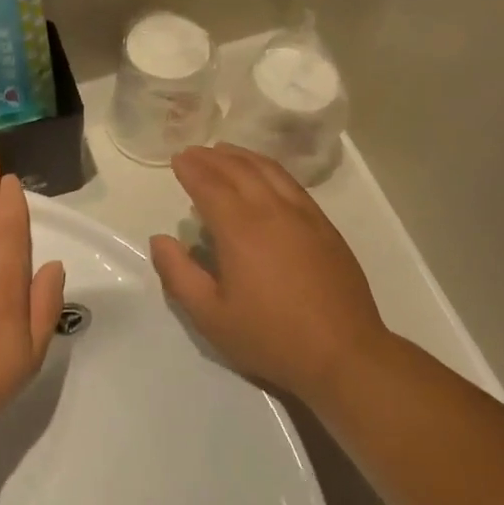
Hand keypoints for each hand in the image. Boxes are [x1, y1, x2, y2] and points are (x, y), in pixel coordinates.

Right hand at [151, 145, 388, 405]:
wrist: (344, 353)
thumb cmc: (271, 337)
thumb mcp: (211, 317)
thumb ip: (179, 275)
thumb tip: (160, 240)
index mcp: (240, 229)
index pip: (209, 185)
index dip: (191, 169)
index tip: (177, 159)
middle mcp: (271, 210)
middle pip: (238, 170)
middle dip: (212, 157)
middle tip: (194, 152)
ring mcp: (303, 215)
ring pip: (268, 171)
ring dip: (242, 156)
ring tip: (224, 152)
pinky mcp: (324, 226)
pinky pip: (292, 183)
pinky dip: (270, 169)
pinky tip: (265, 174)